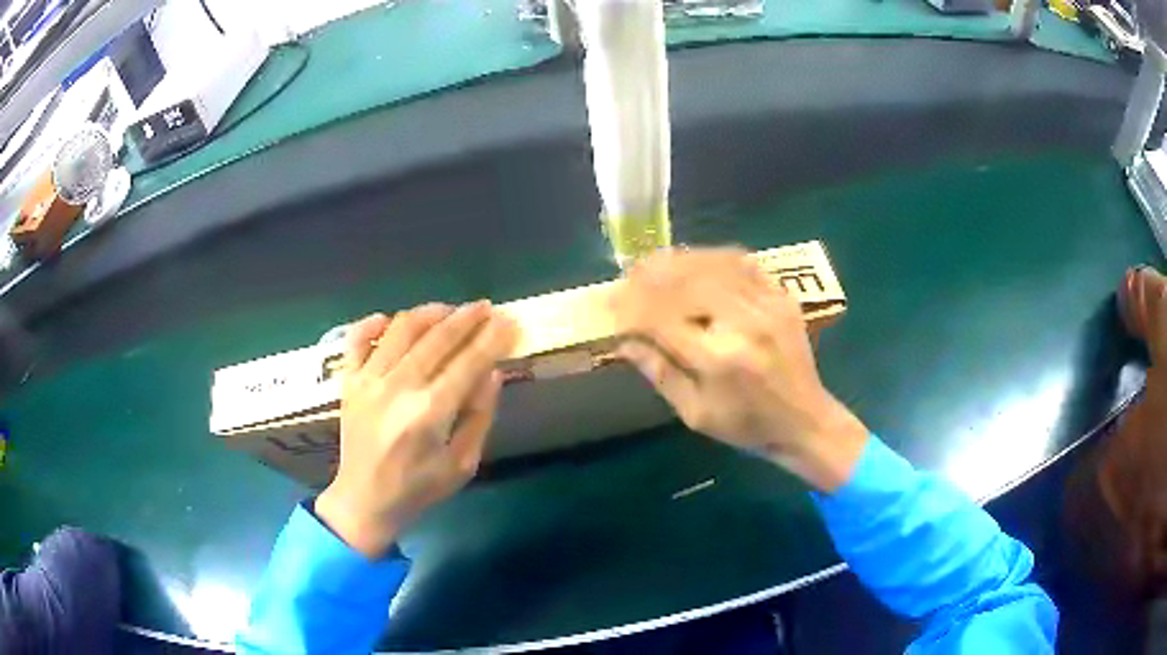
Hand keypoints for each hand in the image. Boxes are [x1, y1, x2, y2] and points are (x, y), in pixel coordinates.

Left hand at [315, 302, 517, 557]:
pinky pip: (357, 339)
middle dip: (466, 318)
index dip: (492, 339)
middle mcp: (397, 388)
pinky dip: (373, 323)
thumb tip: (492, 372)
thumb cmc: (419, 488)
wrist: (364, 501)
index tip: (509, 322)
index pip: (468, 363)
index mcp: (429, 413)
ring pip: (401, 328)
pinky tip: (390, 319)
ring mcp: (368, 381)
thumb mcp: (463, 463)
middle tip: (486, 307)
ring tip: (448, 310)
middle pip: (437, 338)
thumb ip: (479, 416)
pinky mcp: (349, 382)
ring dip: (429, 313)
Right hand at [611, 248, 867, 491]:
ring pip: (712, 265)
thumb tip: (624, 340)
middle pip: (686, 282)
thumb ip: (660, 373)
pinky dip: (712, 257)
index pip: (662, 319)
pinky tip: (695, 262)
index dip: (631, 308)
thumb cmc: (746, 426)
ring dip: (677, 261)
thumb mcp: (695, 413)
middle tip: (628, 278)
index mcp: (718, 360)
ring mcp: (766, 304)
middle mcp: (743, 323)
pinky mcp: (781, 296)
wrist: (804, 420)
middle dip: (650, 276)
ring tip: (653, 264)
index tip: (611, 305)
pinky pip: (742, 262)